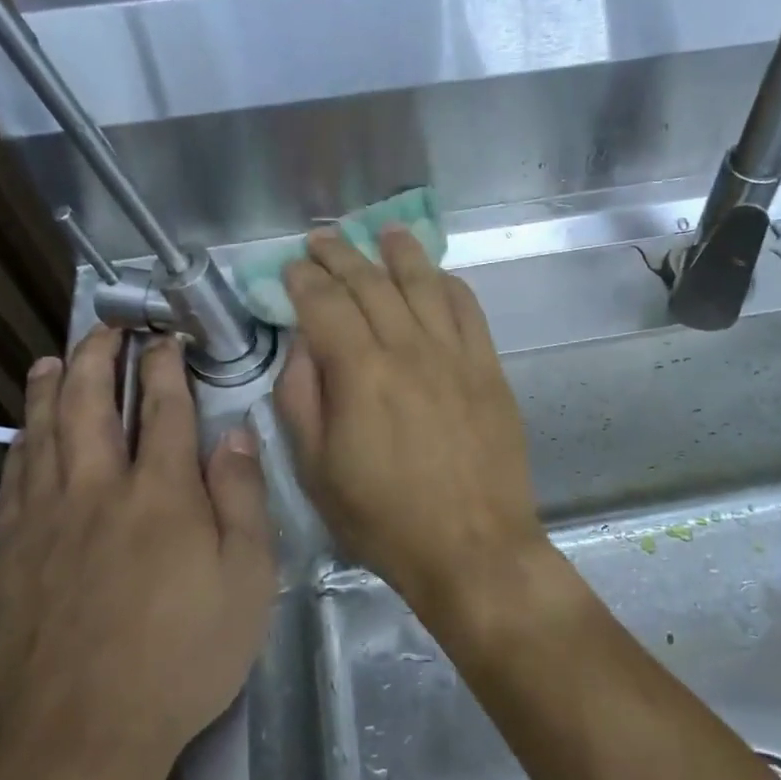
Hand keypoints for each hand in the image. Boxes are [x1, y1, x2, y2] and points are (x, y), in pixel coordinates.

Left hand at [0, 329, 274, 779]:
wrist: (76, 742)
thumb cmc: (181, 660)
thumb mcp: (247, 581)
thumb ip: (242, 499)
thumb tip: (235, 434)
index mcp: (161, 494)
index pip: (163, 408)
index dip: (164, 366)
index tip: (165, 337)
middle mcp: (97, 490)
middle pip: (90, 404)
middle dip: (99, 357)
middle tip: (105, 328)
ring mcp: (42, 522)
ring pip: (42, 434)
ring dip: (50, 389)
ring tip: (53, 359)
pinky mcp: (4, 557)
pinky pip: (12, 480)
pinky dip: (20, 443)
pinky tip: (22, 434)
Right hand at [275, 227, 546, 620]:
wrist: (473, 548)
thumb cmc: (385, 519)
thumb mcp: (316, 472)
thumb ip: (301, 400)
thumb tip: (302, 347)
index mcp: (360, 372)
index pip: (325, 304)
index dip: (304, 280)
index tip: (291, 267)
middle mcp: (409, 348)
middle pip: (372, 283)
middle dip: (342, 255)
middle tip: (323, 239)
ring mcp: (455, 354)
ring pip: (424, 284)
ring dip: (400, 253)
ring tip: (383, 231)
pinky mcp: (488, 368)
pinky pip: (468, 309)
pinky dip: (448, 284)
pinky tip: (437, 275)